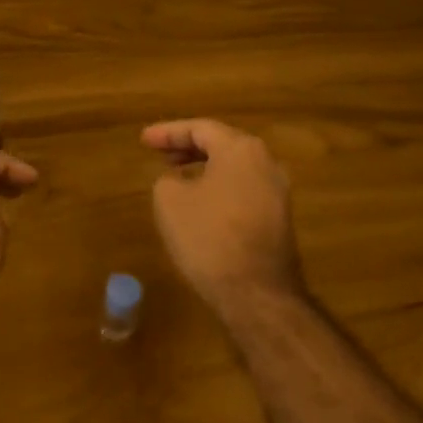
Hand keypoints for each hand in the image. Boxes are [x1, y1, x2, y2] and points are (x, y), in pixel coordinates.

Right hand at [143, 118, 303, 322]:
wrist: (256, 293)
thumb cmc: (209, 237)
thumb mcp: (170, 202)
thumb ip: (168, 180)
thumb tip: (180, 182)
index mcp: (241, 150)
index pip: (200, 129)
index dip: (168, 132)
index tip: (144, 140)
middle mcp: (266, 163)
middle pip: (222, 144)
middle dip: (188, 147)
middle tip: (160, 154)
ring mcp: (277, 192)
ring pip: (234, 168)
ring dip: (204, 168)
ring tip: (177, 177)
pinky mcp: (278, 219)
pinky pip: (243, 190)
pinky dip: (219, 187)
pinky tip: (201, 204)